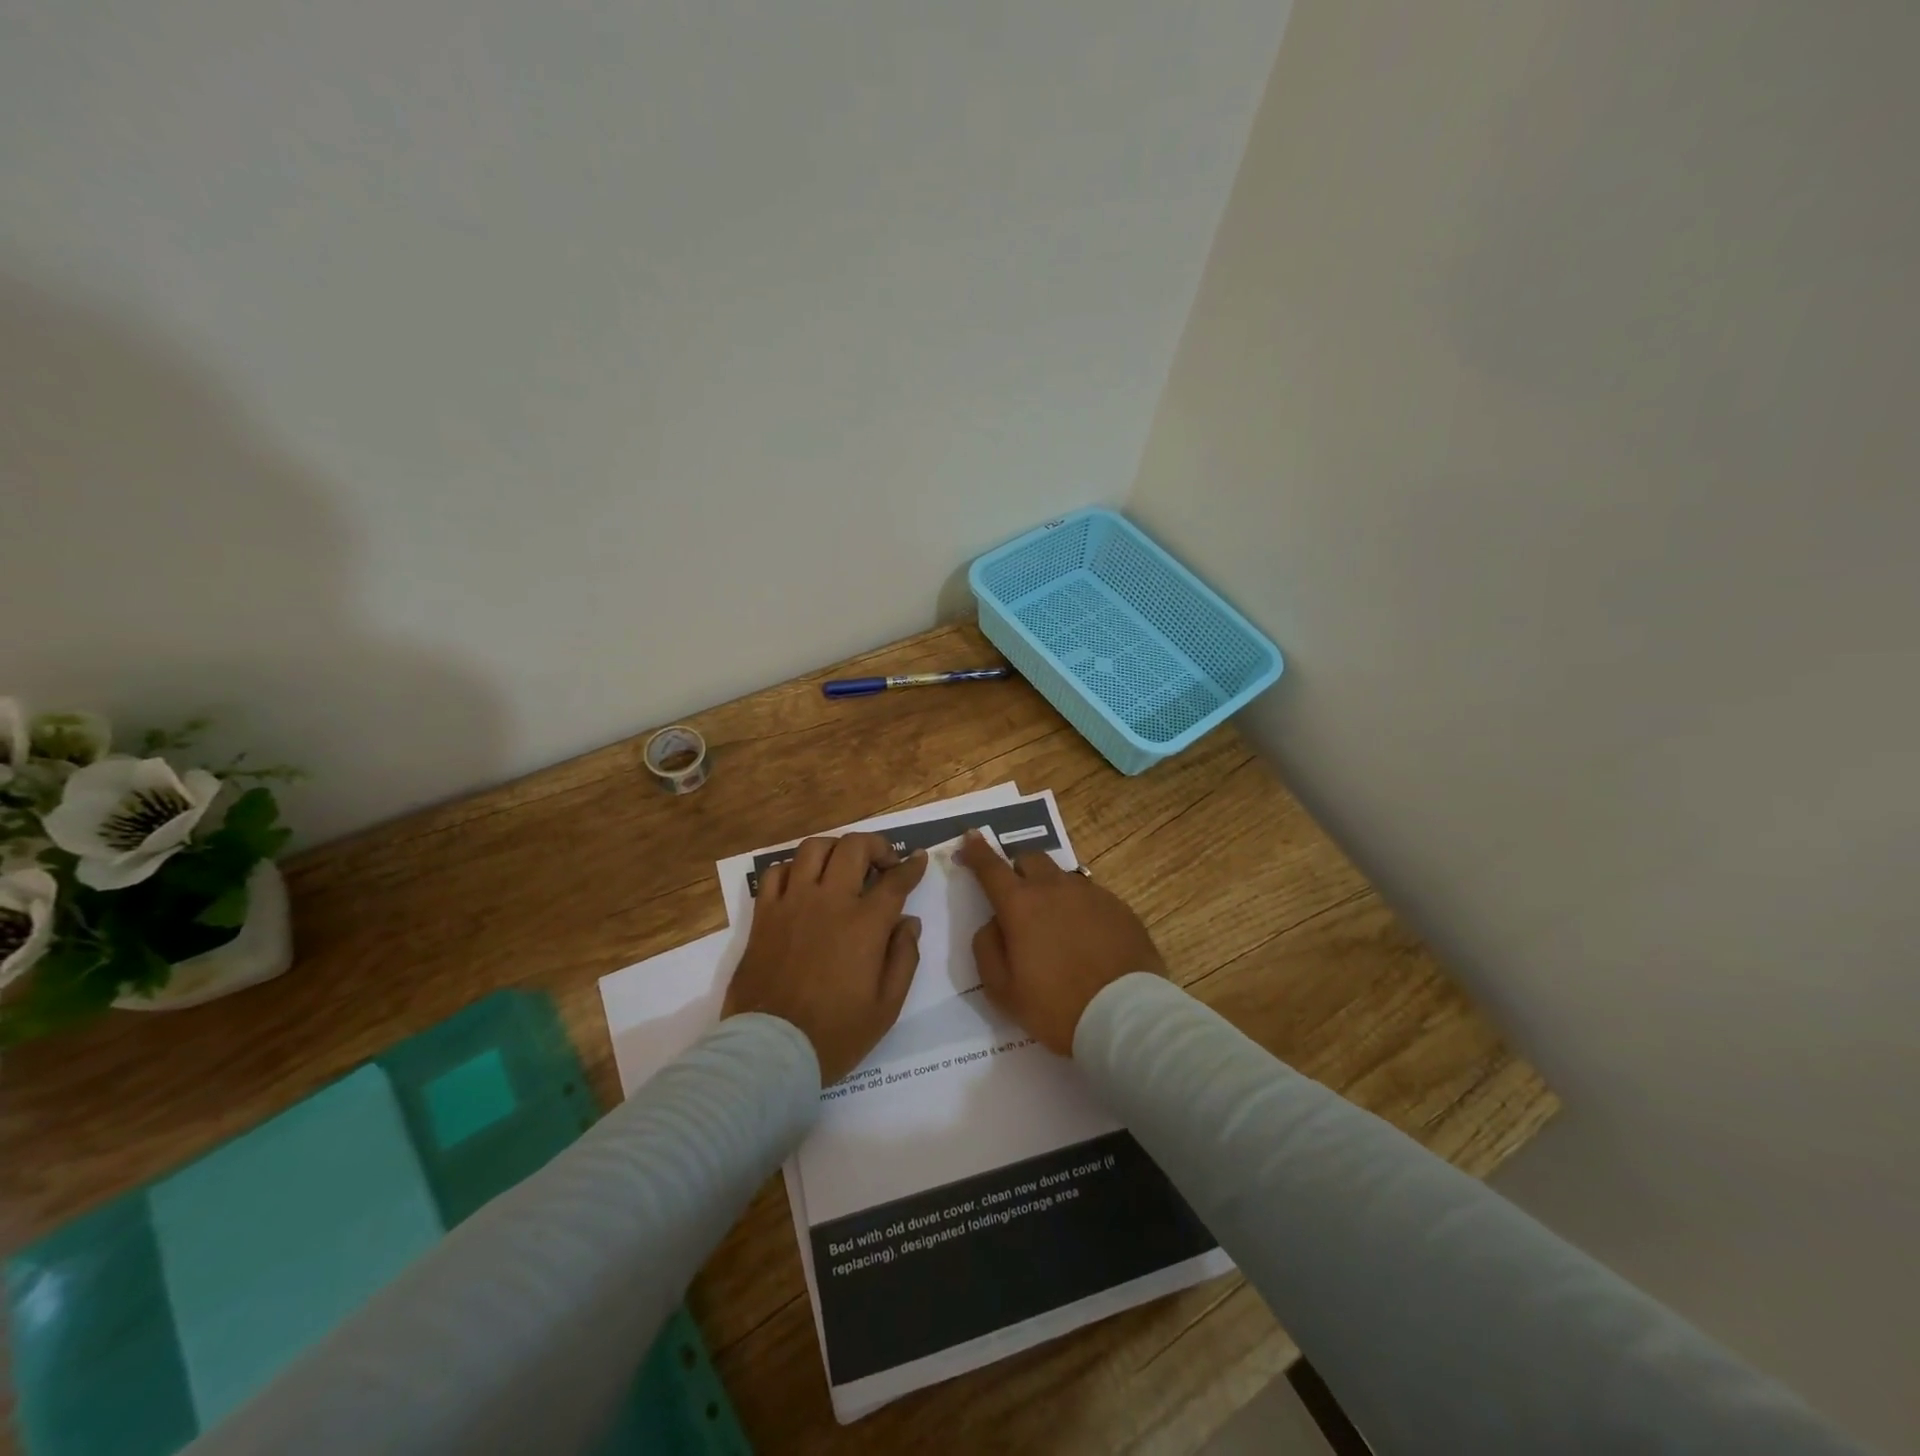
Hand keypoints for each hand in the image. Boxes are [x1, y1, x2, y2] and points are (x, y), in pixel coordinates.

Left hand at [722, 832, 928, 1083]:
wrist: (770, 1051)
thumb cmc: (836, 1033)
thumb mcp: (887, 1006)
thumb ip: (904, 957)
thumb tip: (908, 922)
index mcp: (864, 924)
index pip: (895, 880)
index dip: (912, 866)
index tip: (919, 859)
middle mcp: (829, 901)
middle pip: (854, 847)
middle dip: (877, 845)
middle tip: (885, 862)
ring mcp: (792, 903)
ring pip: (813, 848)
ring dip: (836, 849)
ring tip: (844, 864)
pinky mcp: (764, 914)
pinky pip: (776, 872)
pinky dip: (794, 868)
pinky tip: (804, 882)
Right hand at [956, 831, 1165, 1055]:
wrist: (1124, 1015)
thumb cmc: (1055, 1006)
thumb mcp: (1003, 990)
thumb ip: (987, 948)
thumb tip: (994, 923)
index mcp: (1020, 905)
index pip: (991, 867)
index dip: (977, 850)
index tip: (971, 836)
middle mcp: (1055, 888)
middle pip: (1031, 859)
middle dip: (1018, 869)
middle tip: (1018, 896)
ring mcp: (1091, 894)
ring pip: (1063, 877)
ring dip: (1051, 890)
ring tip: (1056, 924)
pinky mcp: (1119, 907)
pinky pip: (1091, 897)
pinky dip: (1080, 909)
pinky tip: (1087, 938)